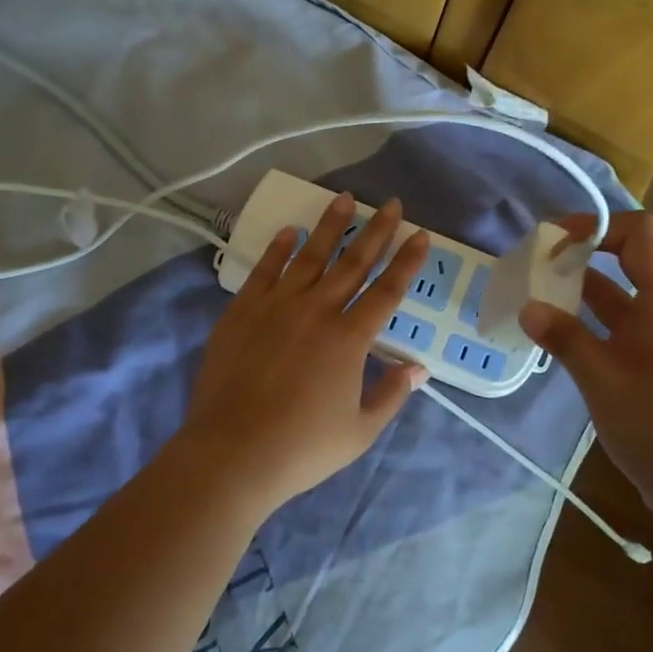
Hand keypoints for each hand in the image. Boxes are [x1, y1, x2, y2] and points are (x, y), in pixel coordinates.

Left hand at [178, 193, 430, 510]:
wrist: (232, 452)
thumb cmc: (302, 448)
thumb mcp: (360, 431)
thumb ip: (391, 395)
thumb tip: (418, 368)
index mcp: (349, 338)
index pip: (388, 290)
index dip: (407, 261)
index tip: (420, 234)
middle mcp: (317, 311)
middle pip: (353, 262)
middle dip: (377, 230)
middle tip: (391, 204)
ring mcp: (276, 306)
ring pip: (310, 256)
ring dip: (330, 226)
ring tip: (344, 199)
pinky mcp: (242, 311)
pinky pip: (265, 270)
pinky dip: (279, 248)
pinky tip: (290, 231)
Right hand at [519, 211, 652, 508]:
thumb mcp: (603, 381)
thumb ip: (565, 339)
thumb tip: (528, 307)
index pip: (641, 235)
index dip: (599, 226)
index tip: (555, 242)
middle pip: (630, 260)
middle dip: (583, 253)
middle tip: (537, 263)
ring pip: (622, 296)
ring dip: (583, 289)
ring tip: (537, 292)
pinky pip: (620, 326)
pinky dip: (590, 320)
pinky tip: (558, 333)